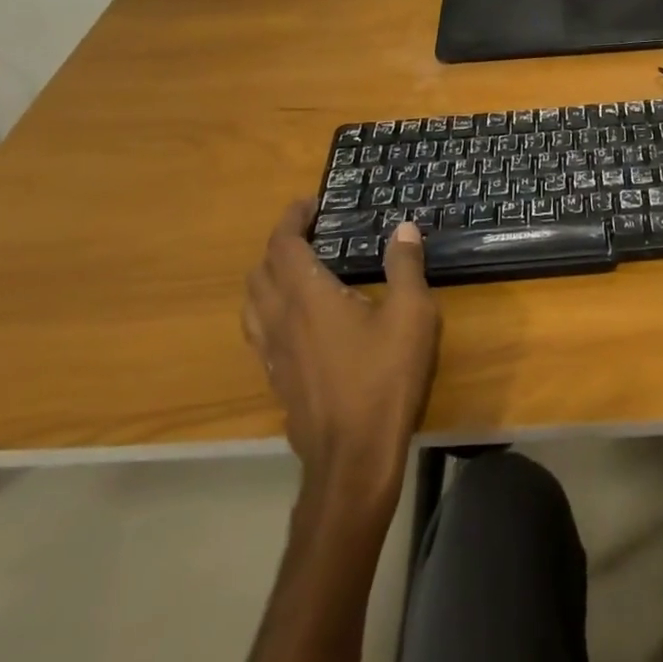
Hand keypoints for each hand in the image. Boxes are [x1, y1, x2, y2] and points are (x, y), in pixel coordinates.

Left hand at [243, 205, 440, 509]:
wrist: (353, 458)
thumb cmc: (384, 378)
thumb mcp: (411, 314)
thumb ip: (405, 266)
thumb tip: (403, 228)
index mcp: (307, 296)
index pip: (283, 245)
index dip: (291, 218)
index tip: (310, 203)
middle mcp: (280, 319)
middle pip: (259, 271)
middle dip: (279, 244)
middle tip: (309, 233)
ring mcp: (273, 354)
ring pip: (251, 304)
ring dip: (267, 277)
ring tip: (296, 271)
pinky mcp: (277, 380)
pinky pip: (260, 332)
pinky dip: (270, 310)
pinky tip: (298, 321)